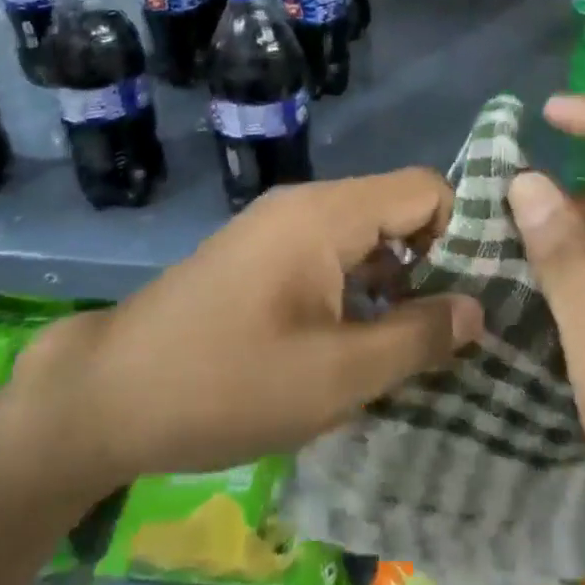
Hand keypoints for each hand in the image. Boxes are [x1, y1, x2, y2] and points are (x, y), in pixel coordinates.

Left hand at [11, 171, 484, 495]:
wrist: (107, 396)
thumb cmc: (225, 383)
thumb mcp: (336, 376)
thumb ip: (416, 338)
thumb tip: (477, 309)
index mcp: (327, 213)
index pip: (425, 188)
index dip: (461, 234)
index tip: (476, 296)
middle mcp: (306, 204)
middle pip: (397, 209)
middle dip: (432, 264)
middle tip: (452, 332)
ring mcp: (278, 227)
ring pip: (364, 236)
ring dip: (394, 282)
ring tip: (412, 347)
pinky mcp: (260, 254)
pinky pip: (330, 255)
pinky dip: (357, 289)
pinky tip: (357, 345)